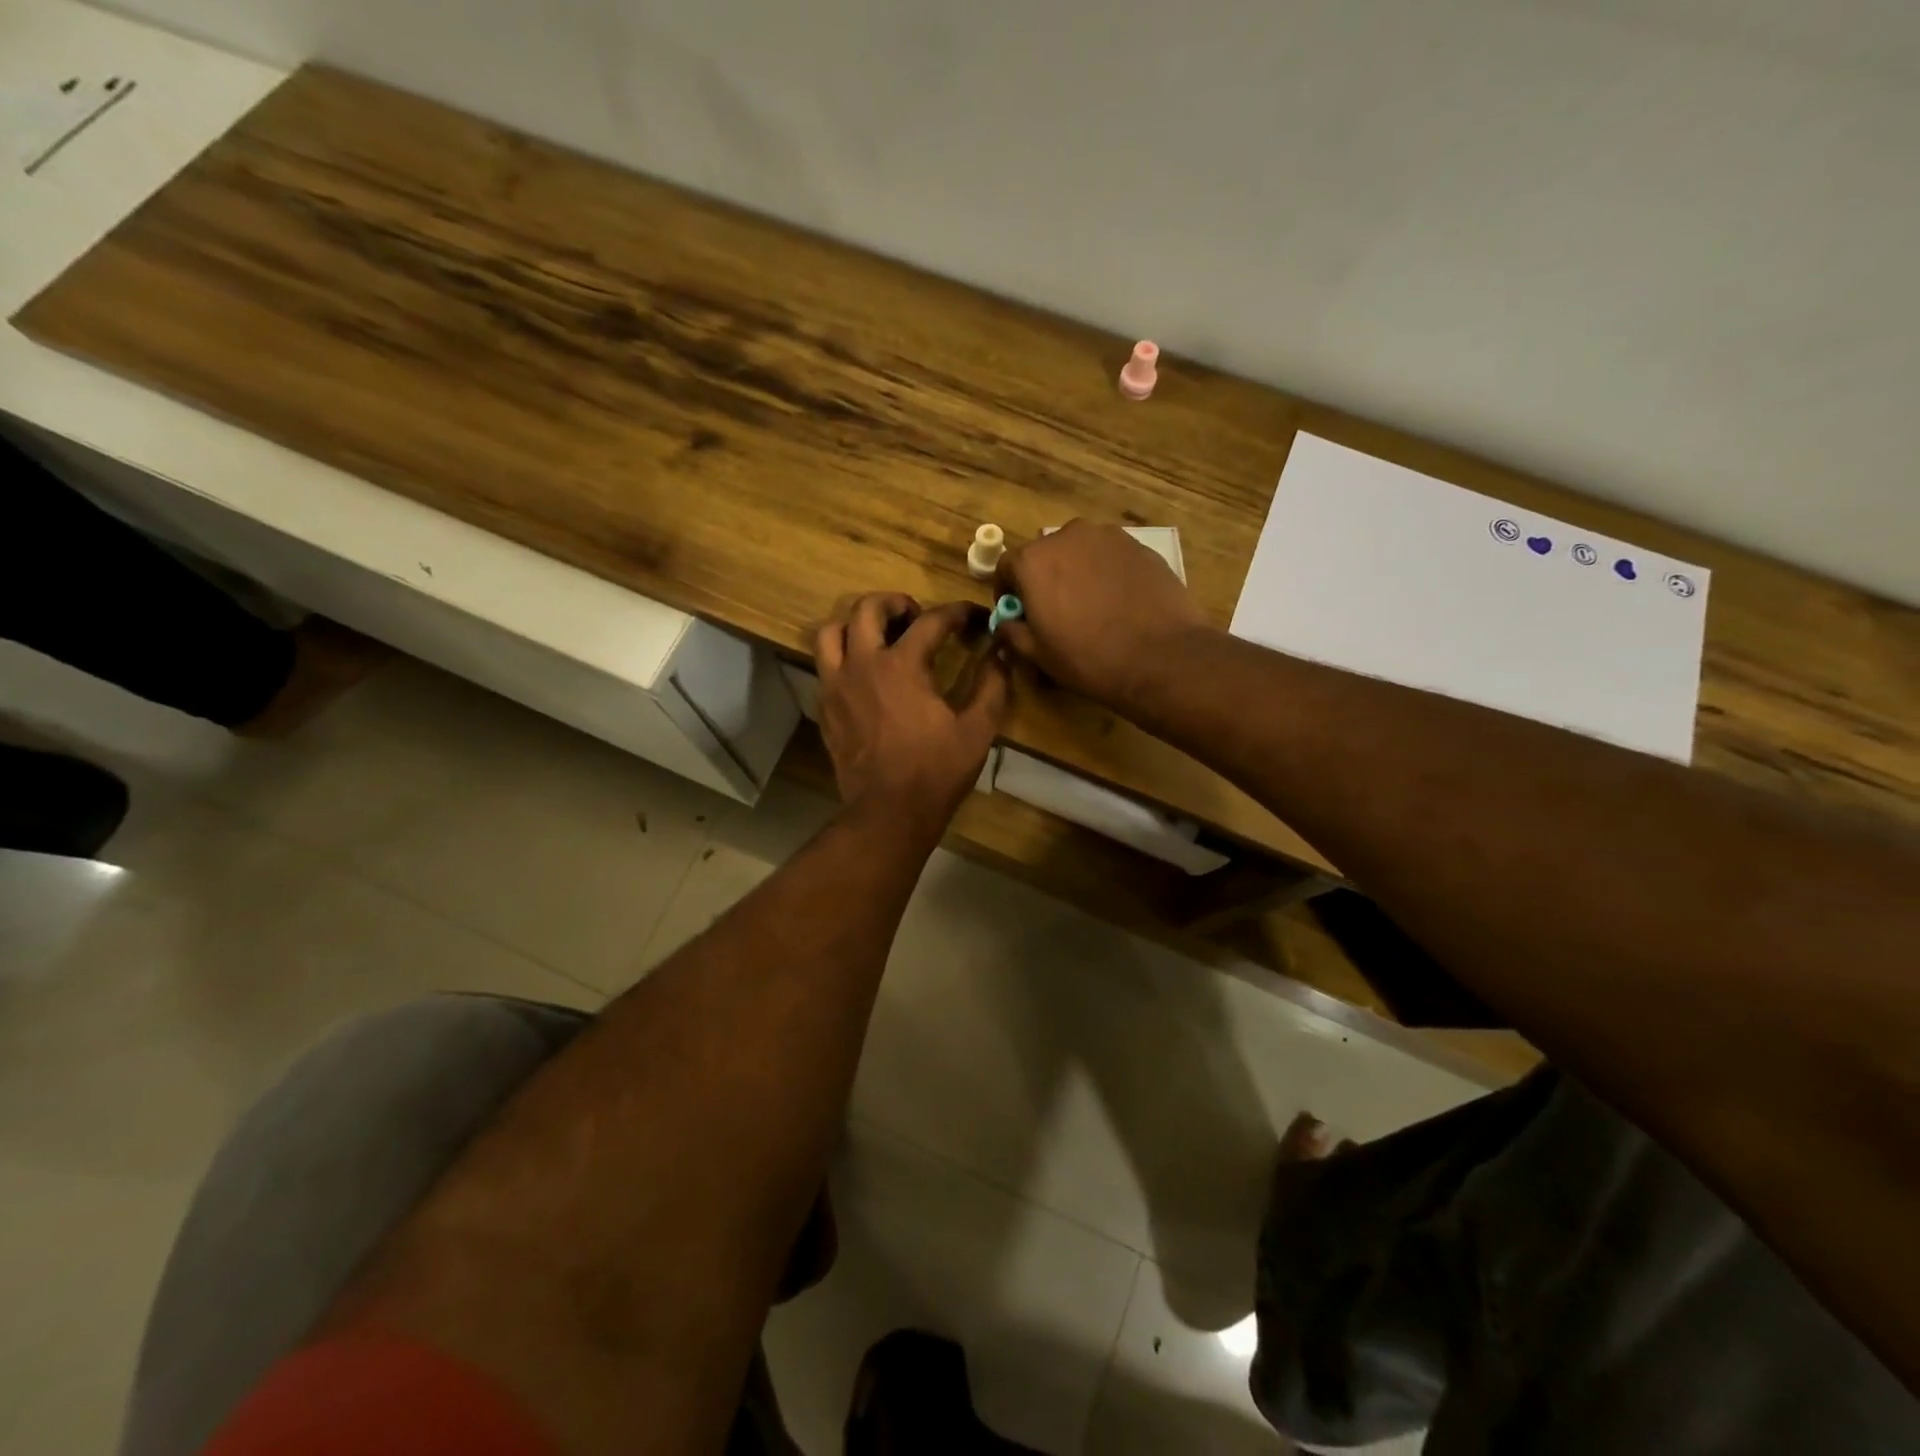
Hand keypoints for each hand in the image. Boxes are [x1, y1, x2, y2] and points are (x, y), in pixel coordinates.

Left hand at [815, 594, 1010, 833]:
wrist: (888, 813)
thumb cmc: (936, 771)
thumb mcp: (977, 730)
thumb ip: (992, 685)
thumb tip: (1001, 654)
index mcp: (902, 665)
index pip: (932, 621)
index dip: (958, 613)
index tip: (974, 617)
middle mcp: (862, 665)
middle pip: (867, 608)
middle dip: (895, 603)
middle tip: (915, 616)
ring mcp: (836, 686)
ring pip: (831, 632)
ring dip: (856, 624)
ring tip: (878, 637)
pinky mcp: (824, 708)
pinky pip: (824, 666)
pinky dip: (842, 657)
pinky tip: (864, 674)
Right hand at [995, 521, 1206, 707]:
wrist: (1160, 656)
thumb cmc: (1088, 658)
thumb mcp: (1038, 655)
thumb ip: (1012, 633)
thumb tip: (1006, 624)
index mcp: (1033, 561)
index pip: (1007, 566)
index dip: (1008, 591)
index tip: (1017, 612)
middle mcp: (1067, 536)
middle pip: (1045, 554)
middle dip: (1044, 578)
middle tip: (1055, 610)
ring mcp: (1108, 537)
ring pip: (1080, 551)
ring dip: (1077, 571)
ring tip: (1090, 604)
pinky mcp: (1140, 546)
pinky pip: (1111, 556)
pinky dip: (1106, 572)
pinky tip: (1119, 601)